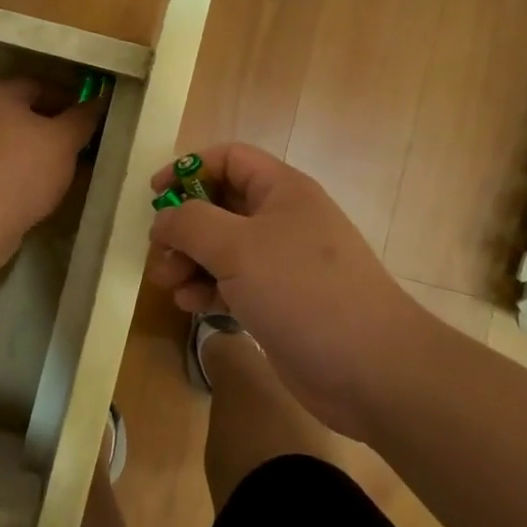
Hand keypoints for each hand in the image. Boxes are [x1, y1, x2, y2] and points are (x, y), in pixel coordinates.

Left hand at [0, 77, 102, 270]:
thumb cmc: (21, 169)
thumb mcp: (62, 140)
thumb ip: (83, 118)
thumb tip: (99, 101)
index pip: (42, 85)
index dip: (72, 99)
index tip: (94, 119)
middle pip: (28, 114)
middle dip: (59, 129)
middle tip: (88, 145)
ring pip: (19, 142)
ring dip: (45, 153)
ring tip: (74, 169)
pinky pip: (8, 165)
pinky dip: (29, 171)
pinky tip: (49, 186)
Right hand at [146, 144, 423, 438]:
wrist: (371, 368)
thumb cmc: (302, 290)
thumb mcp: (237, 247)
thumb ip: (191, 223)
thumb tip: (164, 219)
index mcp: (281, 189)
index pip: (229, 159)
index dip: (189, 168)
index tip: (155, 194)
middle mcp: (282, 219)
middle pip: (221, 205)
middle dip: (185, 225)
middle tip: (159, 251)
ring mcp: (282, 262)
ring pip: (223, 247)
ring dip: (191, 261)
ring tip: (170, 284)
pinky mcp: (279, 301)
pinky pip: (234, 283)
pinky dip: (209, 289)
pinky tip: (193, 306)